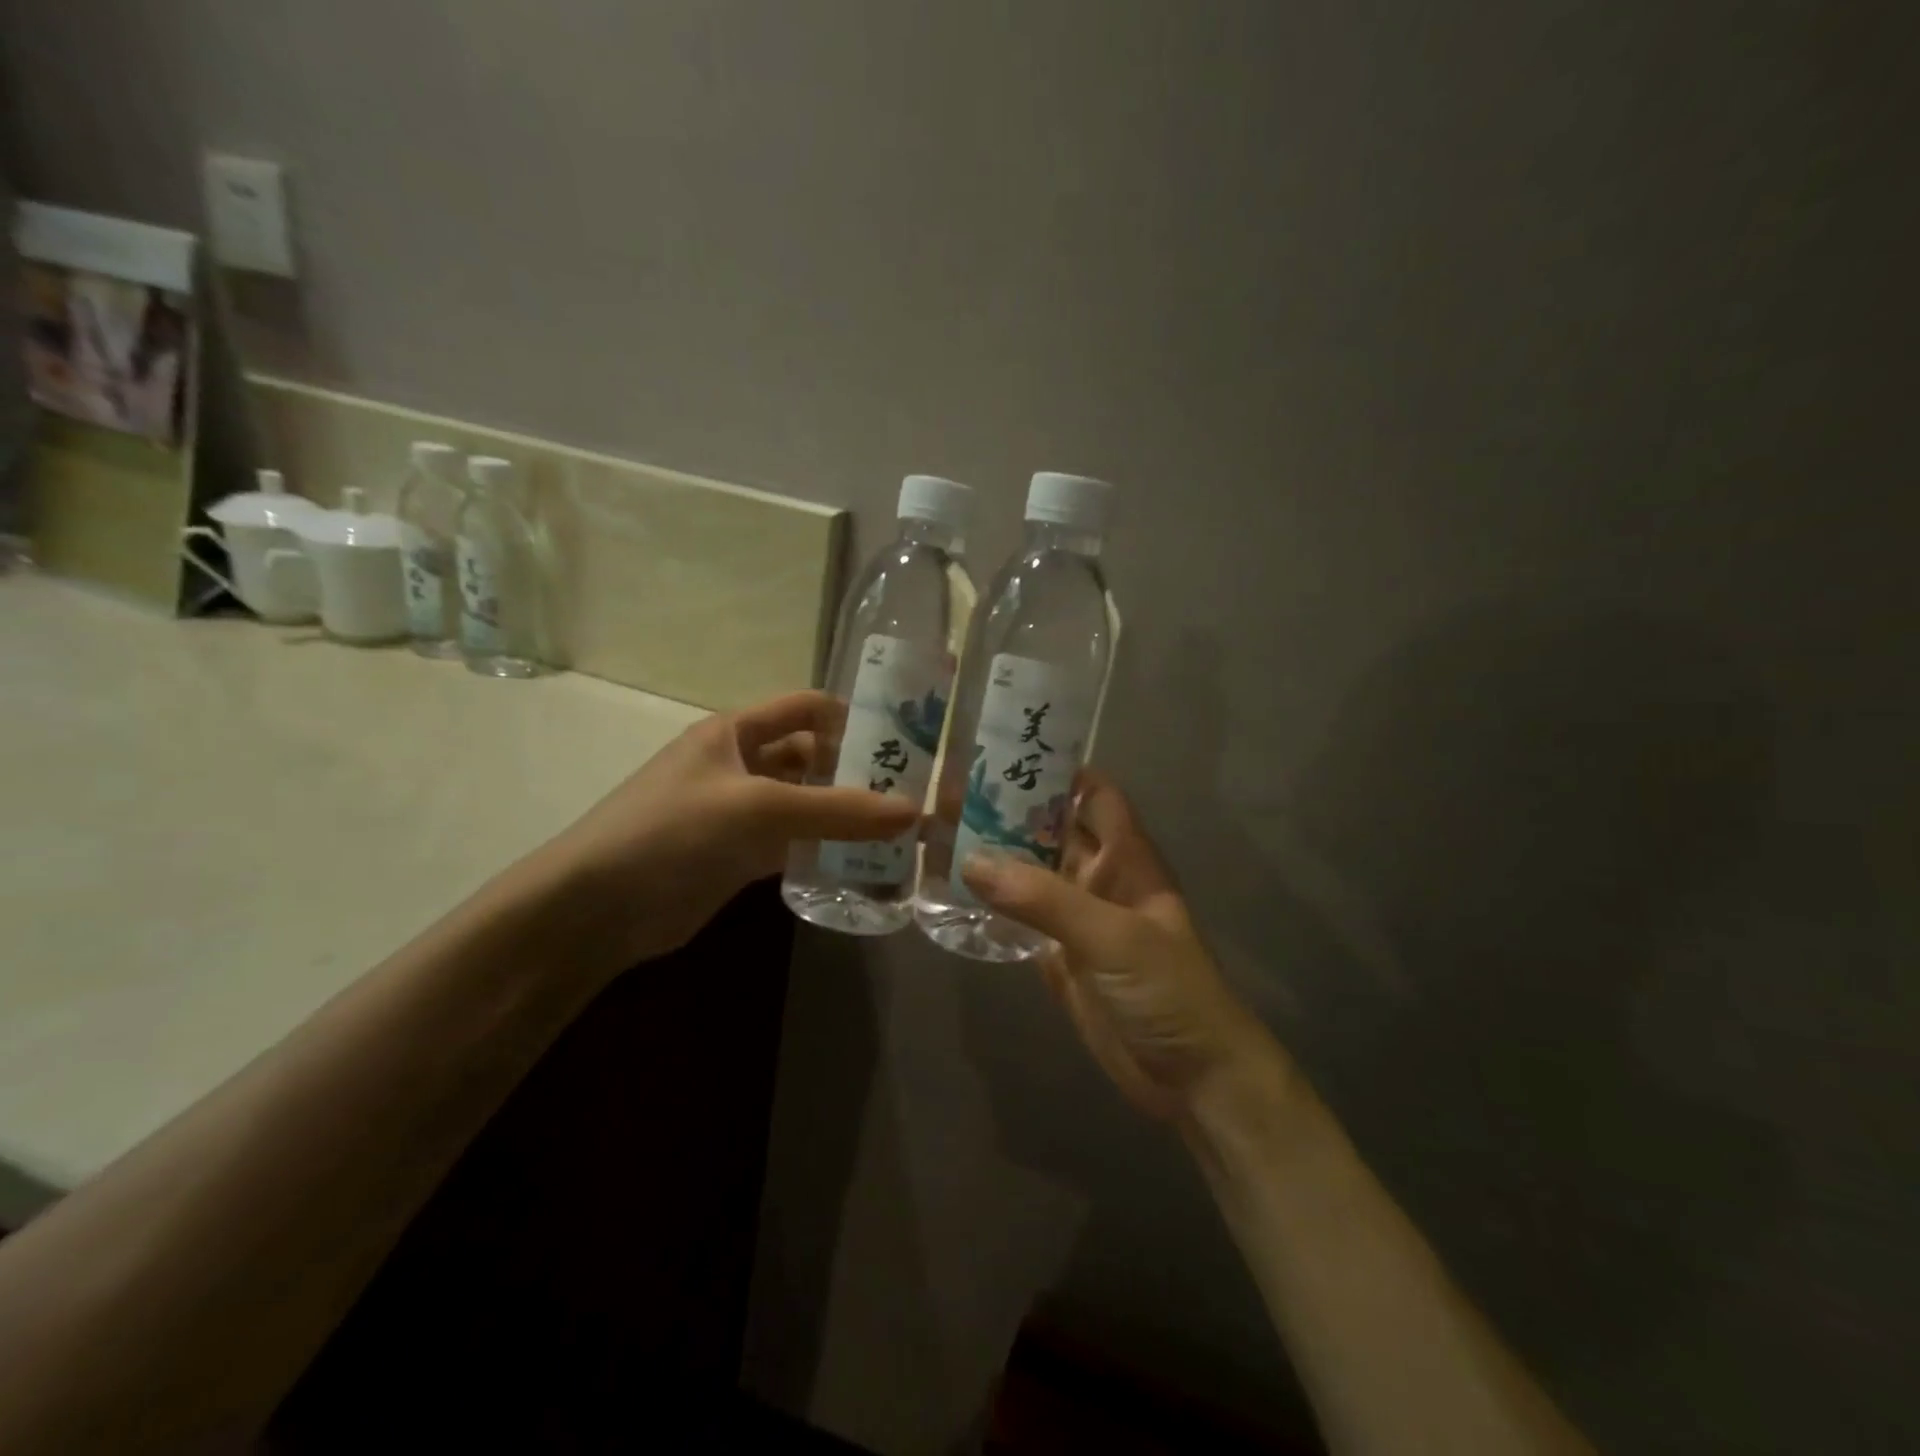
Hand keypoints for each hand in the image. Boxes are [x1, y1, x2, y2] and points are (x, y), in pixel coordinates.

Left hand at [549, 692, 916, 965]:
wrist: (597, 908)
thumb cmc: (671, 831)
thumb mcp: (757, 809)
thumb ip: (836, 810)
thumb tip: (914, 812)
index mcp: (735, 732)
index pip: (805, 708)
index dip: (852, 716)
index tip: (905, 740)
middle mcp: (741, 764)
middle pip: (811, 757)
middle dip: (857, 771)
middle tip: (913, 793)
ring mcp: (740, 812)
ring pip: (805, 803)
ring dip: (845, 814)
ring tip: (901, 830)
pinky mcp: (739, 855)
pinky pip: (794, 843)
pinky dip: (825, 849)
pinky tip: (864, 863)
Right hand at [961, 772, 1283, 1125]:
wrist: (1191, 1080)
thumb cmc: (1168, 991)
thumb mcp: (1112, 936)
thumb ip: (1044, 898)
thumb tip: (972, 860)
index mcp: (1125, 857)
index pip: (1093, 794)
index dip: (1057, 771)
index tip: (1003, 751)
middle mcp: (1098, 878)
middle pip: (1050, 830)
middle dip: (1008, 811)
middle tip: (947, 793)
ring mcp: (1076, 919)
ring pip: (1029, 873)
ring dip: (993, 856)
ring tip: (937, 834)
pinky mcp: (1057, 956)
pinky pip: (1018, 918)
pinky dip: (990, 904)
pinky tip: (950, 892)